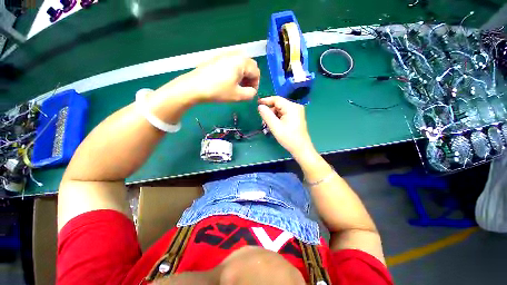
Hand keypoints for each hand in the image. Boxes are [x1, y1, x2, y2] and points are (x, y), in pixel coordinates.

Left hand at [180, 51, 259, 101]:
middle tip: (244, 89)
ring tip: (237, 86)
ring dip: (243, 75)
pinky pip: (232, 62)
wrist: (194, 86)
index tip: (250, 93)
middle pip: (250, 66)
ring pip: (241, 64)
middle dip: (250, 78)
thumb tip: (253, 91)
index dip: (256, 84)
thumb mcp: (238, 95)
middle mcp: (235, 54)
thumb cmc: (218, 91)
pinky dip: (235, 71)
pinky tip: (228, 80)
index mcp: (242, 62)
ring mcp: (225, 54)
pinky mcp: (217, 57)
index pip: (256, 72)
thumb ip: (251, 94)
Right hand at [258, 96, 315, 158]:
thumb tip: (260, 106)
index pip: (276, 99)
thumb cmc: (288, 138)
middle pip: (278, 104)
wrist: (301, 149)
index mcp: (292, 107)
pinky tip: (275, 125)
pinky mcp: (296, 116)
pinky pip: (284, 113)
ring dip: (273, 115)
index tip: (257, 104)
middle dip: (270, 111)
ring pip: (281, 109)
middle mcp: (295, 106)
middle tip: (263, 121)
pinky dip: (278, 118)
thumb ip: (267, 115)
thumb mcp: (275, 127)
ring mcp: (297, 111)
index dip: (266, 101)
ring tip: (269, 125)